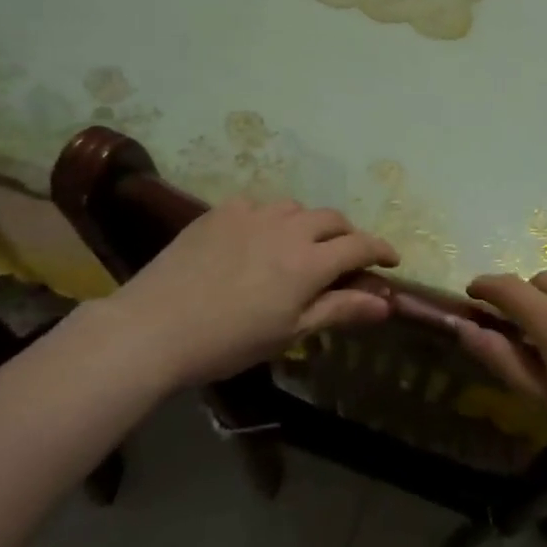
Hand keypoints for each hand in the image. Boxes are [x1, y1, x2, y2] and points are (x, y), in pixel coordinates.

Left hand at [102, 197, 398, 388]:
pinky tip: (257, 237)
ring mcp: (252, 214)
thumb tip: (387, 303)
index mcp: (309, 262)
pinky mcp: (221, 212)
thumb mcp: (290, 333)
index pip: (359, 245)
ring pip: (295, 207)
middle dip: (347, 235)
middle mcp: (287, 228)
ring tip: (300, 245)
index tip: (392, 260)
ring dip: (309, 223)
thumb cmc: (229, 342)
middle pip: (332, 219)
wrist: (154, 328)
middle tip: (346, 257)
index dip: (381, 250)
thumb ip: (340, 310)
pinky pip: (258, 205)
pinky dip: (270, 218)